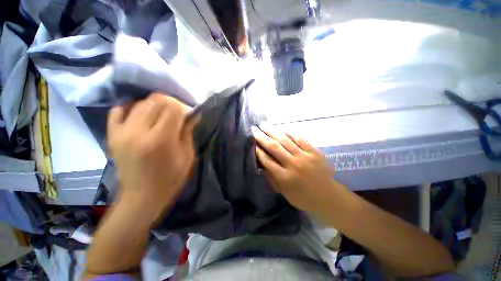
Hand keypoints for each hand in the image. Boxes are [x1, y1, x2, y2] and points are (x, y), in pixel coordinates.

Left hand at [107, 93, 197, 224]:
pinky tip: (141, 115)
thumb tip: (192, 115)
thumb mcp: (187, 156)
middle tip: (177, 114)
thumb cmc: (171, 178)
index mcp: (161, 139)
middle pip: (156, 101)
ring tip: (162, 116)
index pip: (172, 108)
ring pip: (140, 103)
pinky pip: (118, 111)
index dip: (182, 107)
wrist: (142, 196)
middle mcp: (139, 131)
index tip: (187, 114)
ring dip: (155, 105)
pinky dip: (131, 108)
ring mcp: (122, 132)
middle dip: (170, 104)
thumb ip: (188, 132)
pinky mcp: (113, 135)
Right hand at [252, 125, 345, 213]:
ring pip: (286, 140)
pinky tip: (282, 128)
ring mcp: (305, 157)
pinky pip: (300, 139)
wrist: (329, 197)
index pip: (267, 160)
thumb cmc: (304, 198)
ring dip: (273, 131)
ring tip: (264, 124)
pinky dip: (290, 132)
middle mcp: (293, 165)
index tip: (252, 142)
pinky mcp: (314, 152)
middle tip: (254, 129)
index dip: (258, 150)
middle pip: (274, 147)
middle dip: (262, 137)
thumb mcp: (284, 193)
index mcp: (285, 178)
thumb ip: (272, 178)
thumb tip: (262, 164)